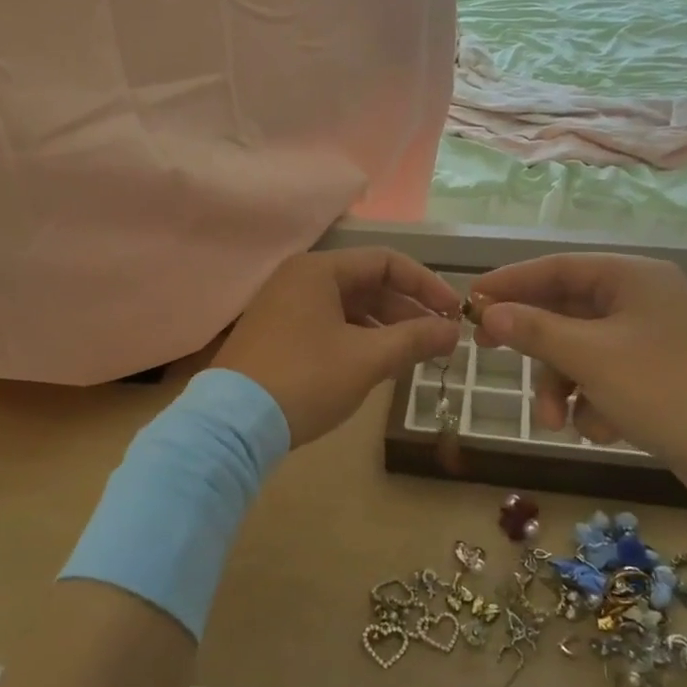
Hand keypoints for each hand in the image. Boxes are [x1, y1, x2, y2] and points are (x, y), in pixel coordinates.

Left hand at [215, 248, 461, 447]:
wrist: (232, 424)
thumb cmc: (305, 380)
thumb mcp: (367, 359)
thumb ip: (414, 339)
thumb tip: (453, 331)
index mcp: (319, 270)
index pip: (386, 261)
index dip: (426, 284)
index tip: (454, 312)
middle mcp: (300, 279)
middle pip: (367, 284)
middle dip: (407, 310)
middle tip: (440, 339)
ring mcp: (285, 307)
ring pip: (349, 307)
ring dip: (386, 327)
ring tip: (416, 354)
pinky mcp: (278, 334)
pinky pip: (330, 325)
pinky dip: (359, 339)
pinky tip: (380, 363)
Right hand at [471, 253, 686, 514]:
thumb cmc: (667, 390)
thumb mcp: (591, 358)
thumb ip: (534, 331)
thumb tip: (489, 313)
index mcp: (632, 278)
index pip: (556, 268)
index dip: (510, 283)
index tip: (471, 300)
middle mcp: (642, 301)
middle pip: (566, 313)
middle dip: (538, 350)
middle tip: (491, 356)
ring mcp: (653, 340)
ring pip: (582, 352)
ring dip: (562, 386)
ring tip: (557, 422)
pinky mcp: (660, 377)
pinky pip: (606, 378)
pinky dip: (593, 401)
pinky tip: (601, 430)